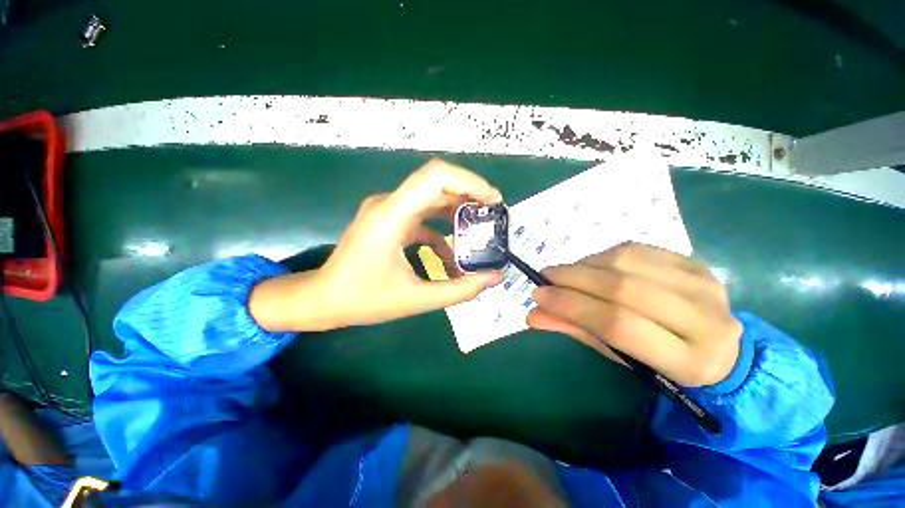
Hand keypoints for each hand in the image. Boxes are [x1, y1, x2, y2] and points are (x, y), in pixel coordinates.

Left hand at [250, 160, 502, 331]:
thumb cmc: (363, 300)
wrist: (322, 299)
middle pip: (437, 182)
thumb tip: (494, 277)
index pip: (436, 177)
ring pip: (431, 197)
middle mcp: (389, 203)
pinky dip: (441, 229)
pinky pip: (422, 215)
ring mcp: (387, 209)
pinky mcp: (389, 219)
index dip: (470, 182)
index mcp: (392, 216)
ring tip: (479, 231)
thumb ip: (459, 290)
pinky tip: (451, 253)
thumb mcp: (416, 299)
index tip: (493, 202)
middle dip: (470, 196)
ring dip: (458, 211)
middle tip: (492, 217)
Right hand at [527, 243, 742, 386]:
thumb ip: (577, 331)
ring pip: (627, 262)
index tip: (539, 295)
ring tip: (564, 273)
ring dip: (585, 265)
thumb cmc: (661, 361)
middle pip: (623, 287)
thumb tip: (533, 315)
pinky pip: (636, 249)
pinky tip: (590, 266)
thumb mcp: (619, 356)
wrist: (718, 346)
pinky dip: (603, 256)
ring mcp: (702, 283)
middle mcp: (703, 318)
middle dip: (573, 279)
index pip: (618, 323)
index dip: (572, 305)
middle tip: (544, 278)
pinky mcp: (693, 262)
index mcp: (687, 360)